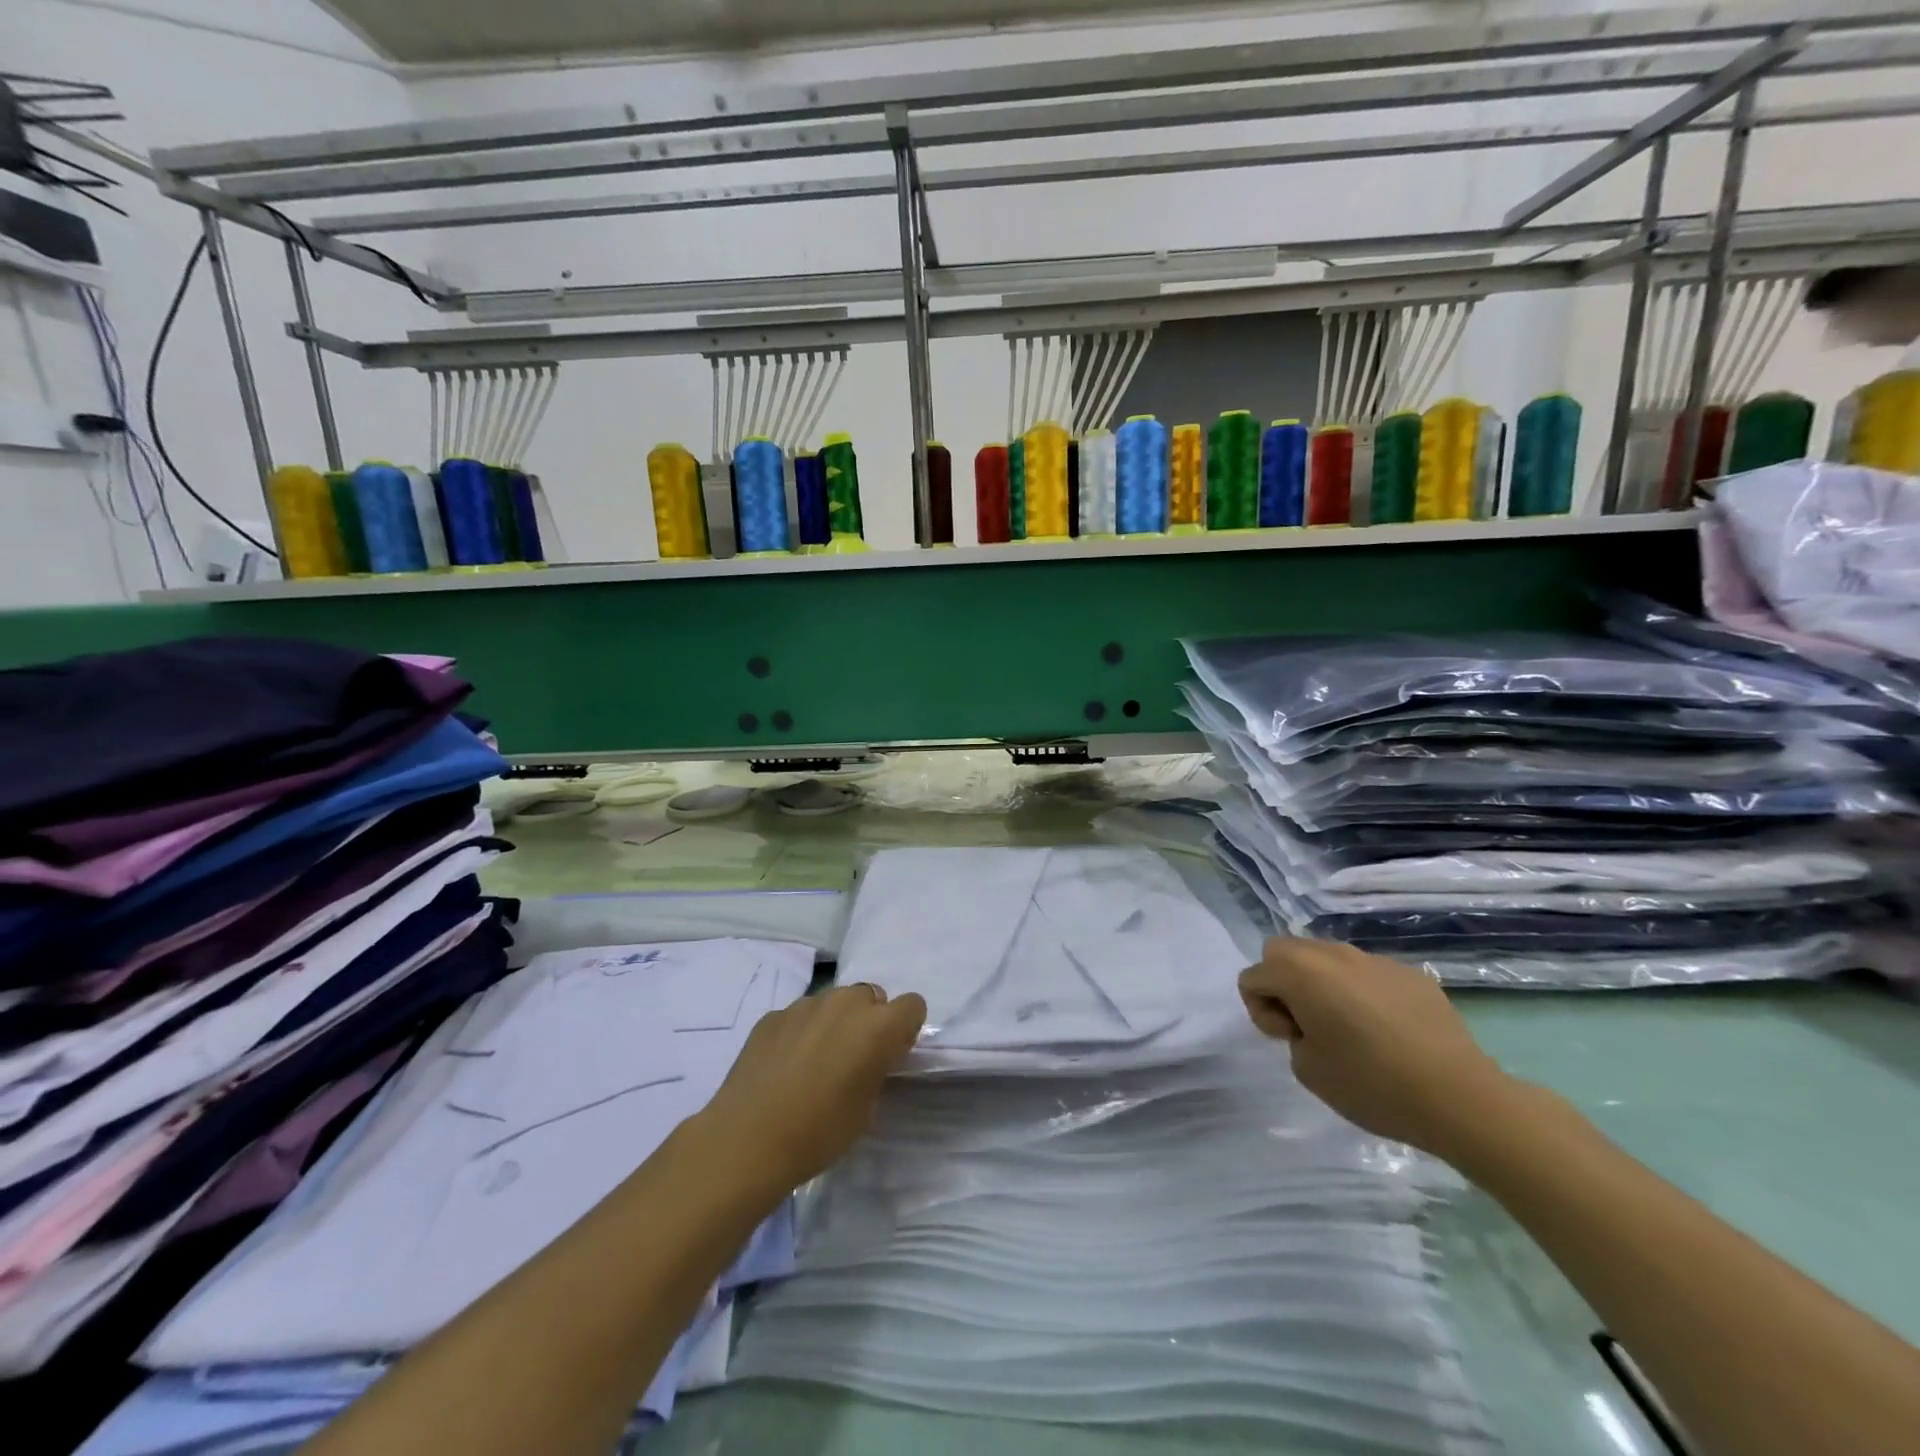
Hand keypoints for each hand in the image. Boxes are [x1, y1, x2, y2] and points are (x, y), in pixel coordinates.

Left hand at [691, 984, 926, 1199]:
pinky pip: (799, 1015)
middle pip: (871, 996)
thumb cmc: (819, 1131)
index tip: (891, 1054)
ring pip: (833, 1002)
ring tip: (814, 1063)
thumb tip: (869, 1058)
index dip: (905, 1029)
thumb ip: (876, 1069)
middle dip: (868, 1020)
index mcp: (878, 1026)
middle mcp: (845, 1003)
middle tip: (853, 1059)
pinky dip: (800, 1032)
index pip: (912, 1005)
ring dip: (834, 1022)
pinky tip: (784, 1066)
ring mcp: (805, 1004)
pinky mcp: (773, 1015)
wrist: (747, 1139)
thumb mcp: (867, 1109)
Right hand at [1238, 938, 1515, 1158]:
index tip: (1292, 1040)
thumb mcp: (1307, 1070)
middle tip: (1310, 1028)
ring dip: (1324, 985)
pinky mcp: (1410, 973)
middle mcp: (1332, 953)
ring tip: (1352, 1030)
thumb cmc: (1372, 1084)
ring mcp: (1374, 959)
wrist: (1460, 1097)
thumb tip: (1312, 1021)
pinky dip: (1363, 994)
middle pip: (1284, 952)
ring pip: (1327, 959)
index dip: (1262, 1012)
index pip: (1253, 976)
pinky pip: (1367, 974)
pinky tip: (1389, 1033)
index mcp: (1300, 971)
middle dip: (1284, 985)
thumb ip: (1292, 1034)